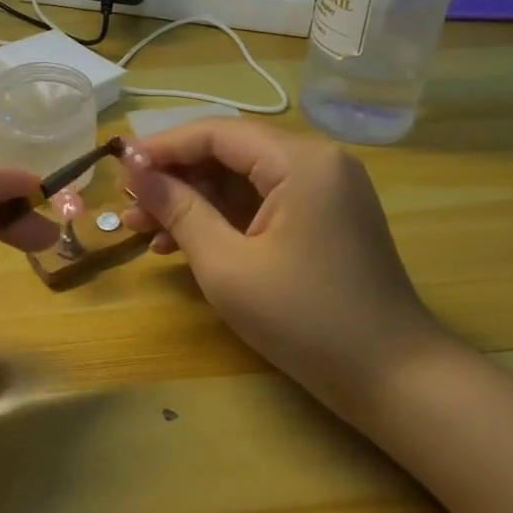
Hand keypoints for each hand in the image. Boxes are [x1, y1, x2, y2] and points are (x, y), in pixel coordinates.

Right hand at [119, 121, 442, 421]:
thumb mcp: (227, 266)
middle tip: (128, 205)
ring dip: (193, 200)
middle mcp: (316, 160)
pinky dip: (223, 218)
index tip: (119, 169)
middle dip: (174, 177)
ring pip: (241, 178)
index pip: (216, 133)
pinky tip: (183, 244)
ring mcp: (324, 188)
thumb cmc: (306, 321)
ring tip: (143, 229)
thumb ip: (179, 210)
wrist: (394, 379)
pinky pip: (262, 201)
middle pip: (228, 151)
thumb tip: (136, 173)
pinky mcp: (324, 215)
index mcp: (300, 160)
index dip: (162, 148)